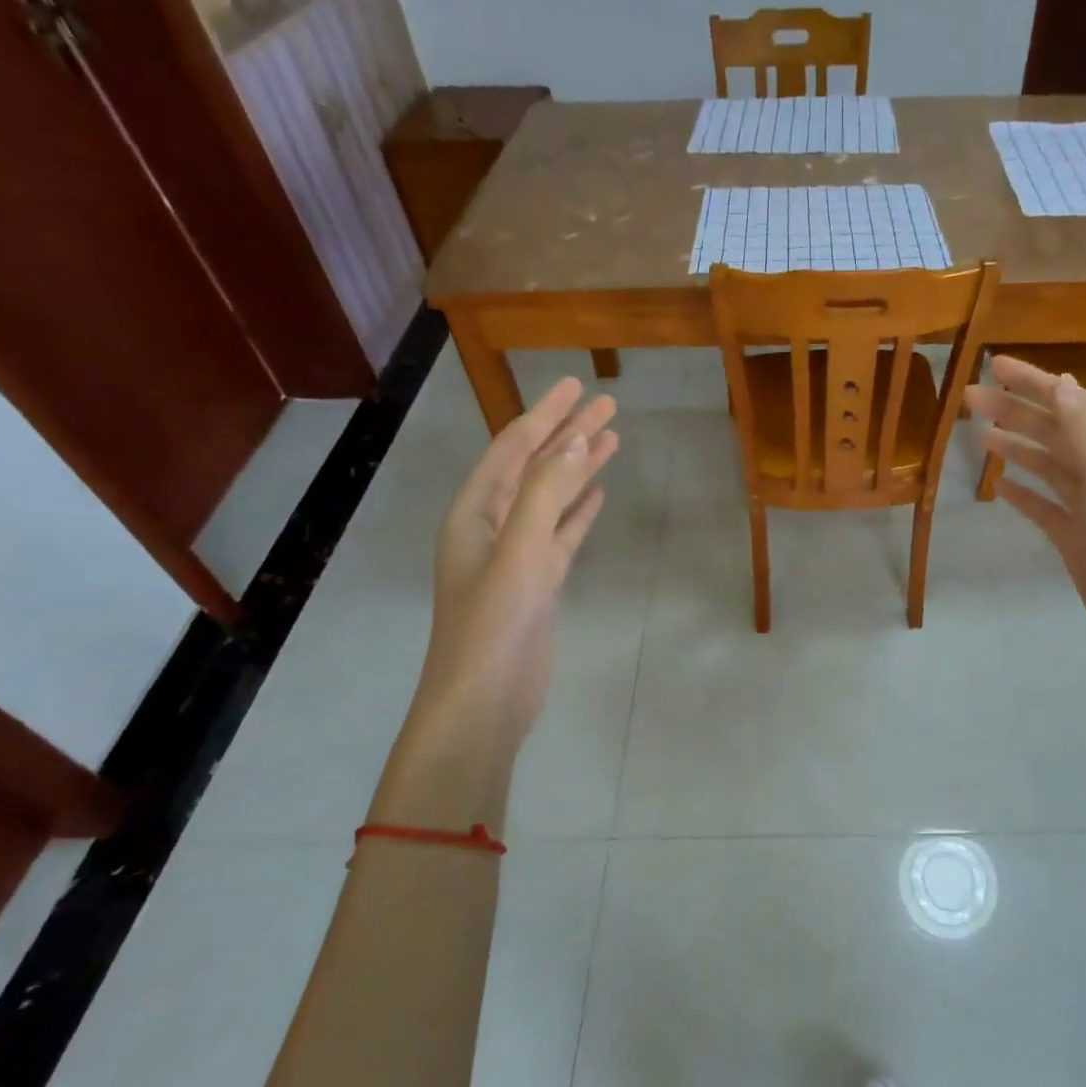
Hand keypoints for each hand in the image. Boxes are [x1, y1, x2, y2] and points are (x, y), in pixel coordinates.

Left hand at [372, 377, 618, 826]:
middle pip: (535, 468)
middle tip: (607, 405)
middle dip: (569, 435)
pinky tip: (598, 495)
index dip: (546, 414)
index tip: (577, 386)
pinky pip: (561, 534)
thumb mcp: (520, 550)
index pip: (514, 449)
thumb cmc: (495, 622)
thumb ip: (547, 493)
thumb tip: (576, 440)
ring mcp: (516, 556)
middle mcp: (491, 526)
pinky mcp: (538, 583)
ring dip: (579, 469)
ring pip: (552, 499)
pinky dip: (579, 511)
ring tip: (612, 440)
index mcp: (473, 512)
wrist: (485, 700)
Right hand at [963, 356, 1085, 708]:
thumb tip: (1063, 383)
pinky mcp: (1080, 543)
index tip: (995, 365)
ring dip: (1018, 448)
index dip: (1035, 383)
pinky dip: (1025, 494)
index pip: (1073, 406)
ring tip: (981, 433)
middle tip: (969, 399)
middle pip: (1055, 434)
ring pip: (1049, 468)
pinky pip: (1046, 509)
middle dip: (1016, 413)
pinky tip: (1001, 487)